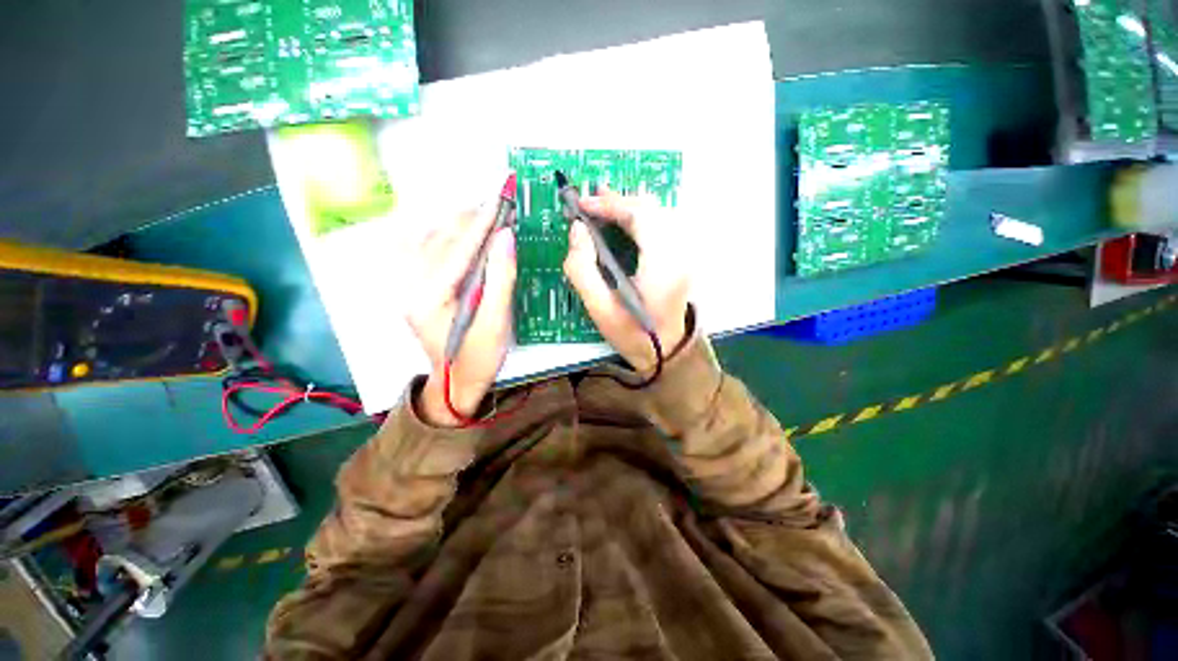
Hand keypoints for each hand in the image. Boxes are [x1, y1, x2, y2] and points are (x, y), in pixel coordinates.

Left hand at [406, 204, 516, 426]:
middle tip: (494, 201)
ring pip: (427, 240)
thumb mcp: (496, 322)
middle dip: (468, 218)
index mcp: (428, 297)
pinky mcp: (411, 289)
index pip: (458, 249)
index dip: (481, 222)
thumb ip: (500, 278)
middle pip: (439, 239)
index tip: (499, 199)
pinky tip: (450, 227)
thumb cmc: (479, 358)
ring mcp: (406, 286)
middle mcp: (409, 286)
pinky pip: (418, 250)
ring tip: (480, 211)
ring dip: (454, 223)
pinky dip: (437, 233)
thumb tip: (506, 236)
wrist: (455, 384)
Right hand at [563, 188, 688, 374]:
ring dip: (630, 207)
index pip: (640, 215)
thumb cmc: (632, 335)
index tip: (582, 205)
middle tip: (590, 200)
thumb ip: (582, 268)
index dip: (610, 204)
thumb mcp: (599, 308)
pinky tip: (625, 220)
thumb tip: (577, 230)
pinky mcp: (682, 258)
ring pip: (659, 213)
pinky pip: (663, 225)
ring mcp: (685, 254)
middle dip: (619, 201)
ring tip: (604, 204)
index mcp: (662, 264)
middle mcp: (680, 252)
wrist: (667, 353)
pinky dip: (641, 217)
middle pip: (652, 208)